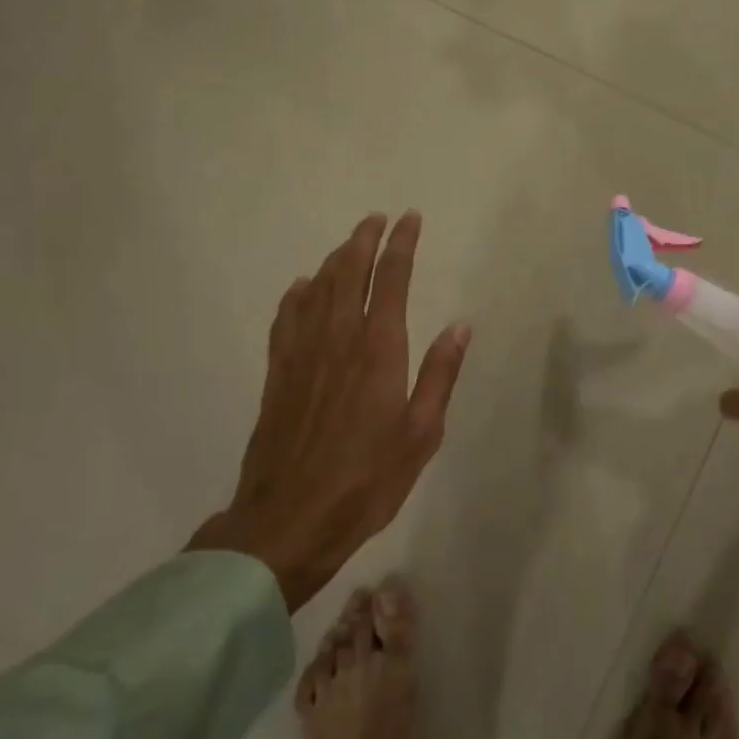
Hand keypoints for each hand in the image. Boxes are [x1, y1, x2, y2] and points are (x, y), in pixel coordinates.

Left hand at [188, 212, 470, 609]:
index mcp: (378, 350)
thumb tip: (461, 327)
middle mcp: (338, 340)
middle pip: (348, 273)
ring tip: (348, 244)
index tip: (410, 219)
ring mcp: (302, 355)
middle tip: (377, 219)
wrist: (289, 520)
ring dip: (334, 260)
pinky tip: (302, 287)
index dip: (401, 245)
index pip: (390, 280)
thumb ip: (440, 375)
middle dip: (364, 241)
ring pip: (317, 290)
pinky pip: (286, 319)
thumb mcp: (421, 434)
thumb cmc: (367, 480)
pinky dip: (297, 295)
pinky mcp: (278, 375)